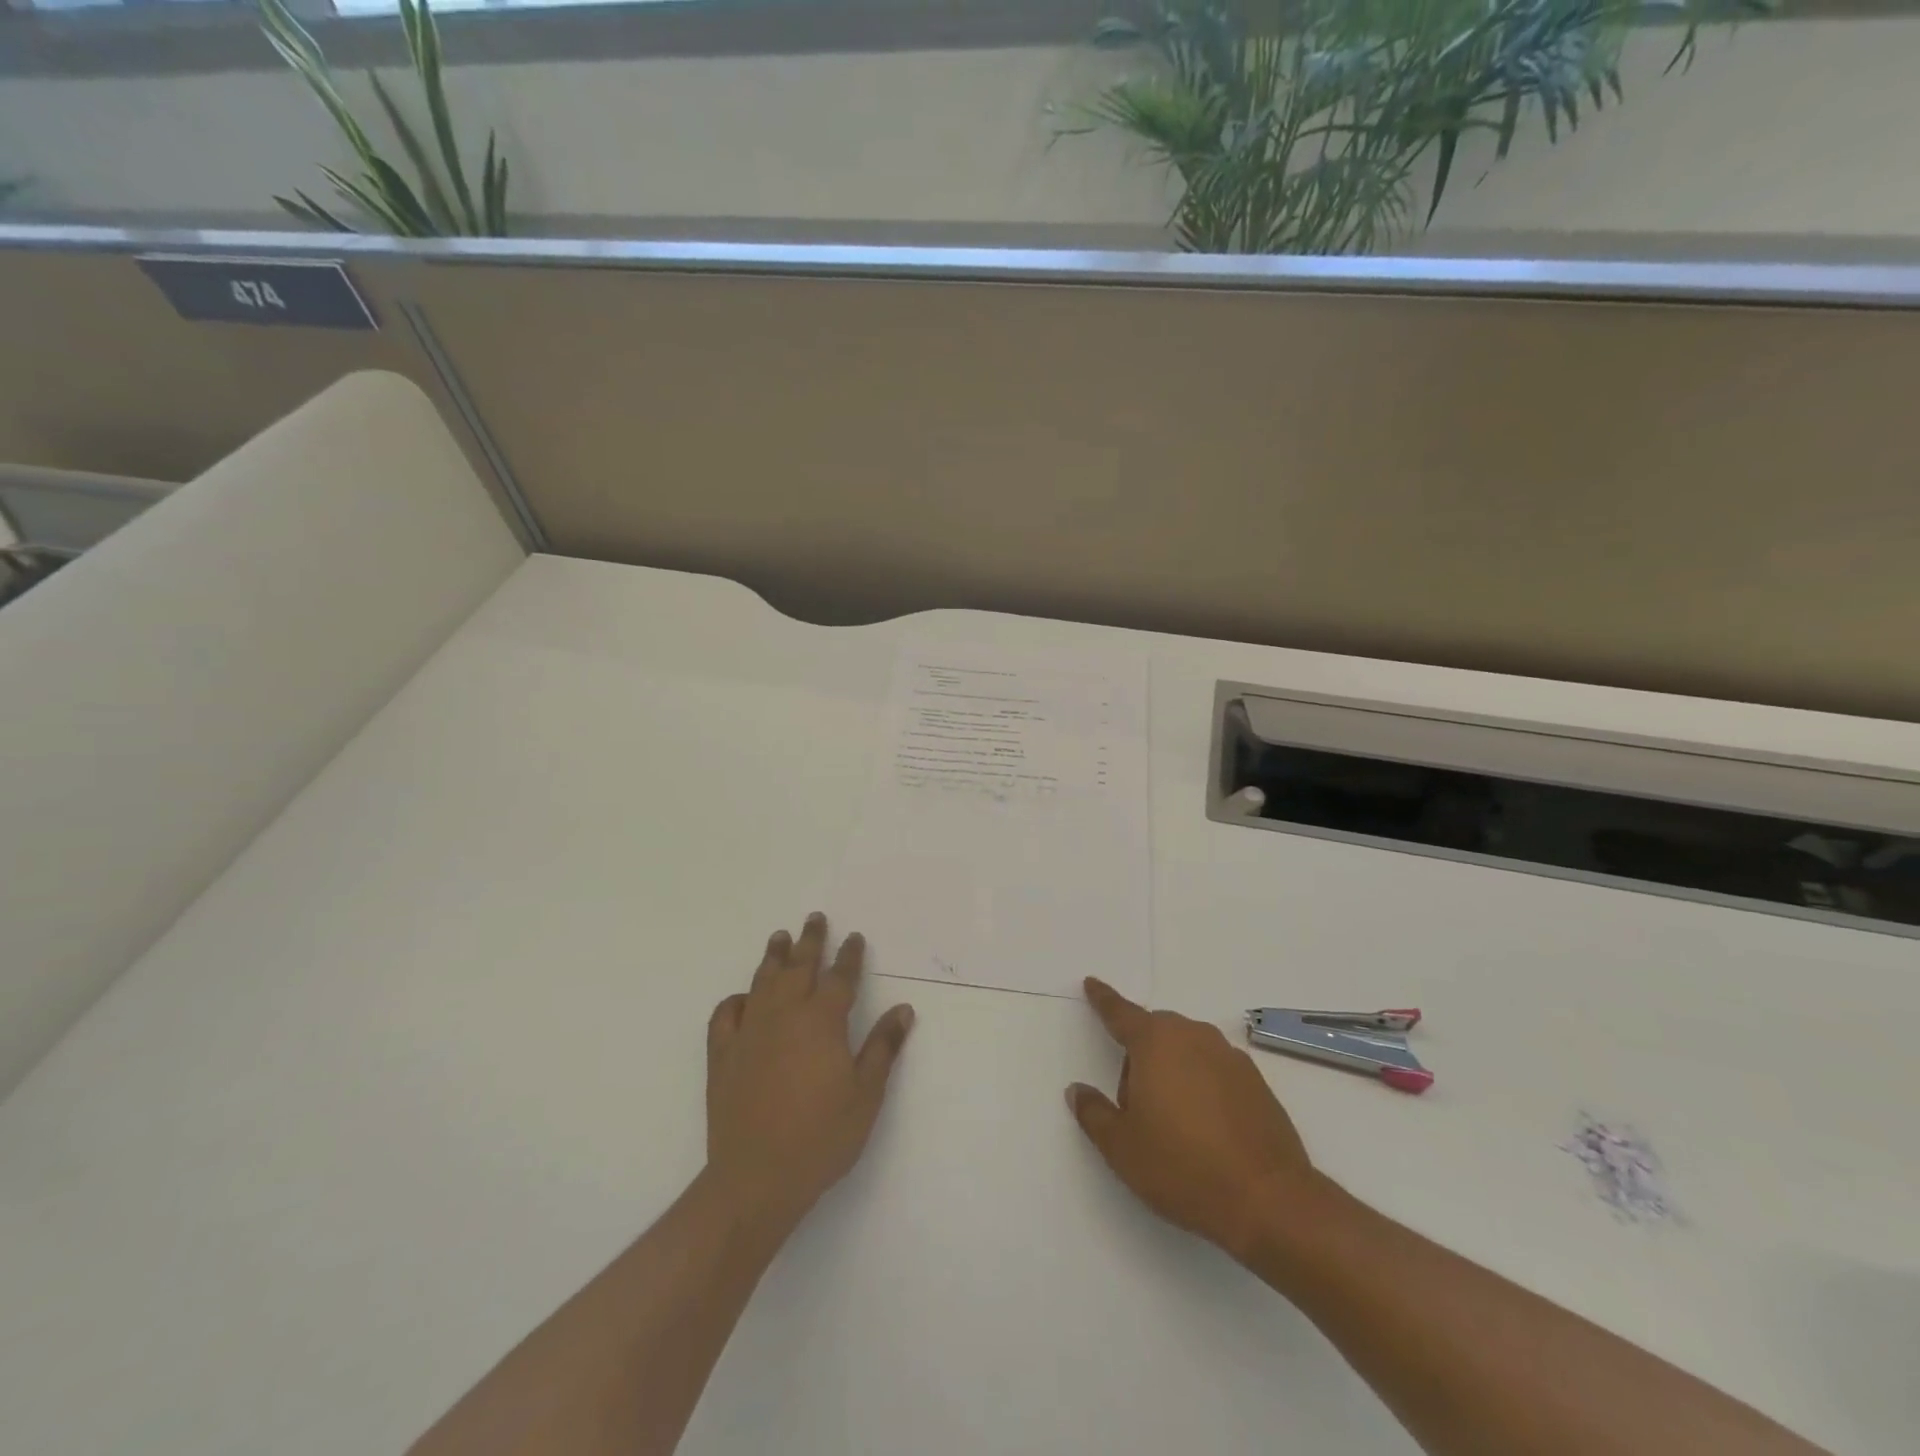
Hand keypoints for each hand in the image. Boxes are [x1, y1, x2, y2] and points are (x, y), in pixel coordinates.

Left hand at [705, 913, 915, 1231]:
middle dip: (811, 941)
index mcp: (822, 1021)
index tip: (854, 937)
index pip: (840, 977)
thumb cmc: (822, 1137)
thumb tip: (903, 1008)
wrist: (756, 1178)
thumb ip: (883, 1047)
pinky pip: (726, 1015)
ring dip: (773, 957)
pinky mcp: (723, 1055)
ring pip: (763, 982)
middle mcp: (784, 1015)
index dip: (849, 956)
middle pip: (799, 967)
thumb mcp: (866, 1094)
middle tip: (815, 918)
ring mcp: (750, 1032)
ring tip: (780, 937)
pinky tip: (742, 997)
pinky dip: (735, 1000)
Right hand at [1066, 977, 1320, 1262]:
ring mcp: (1229, 1057)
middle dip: (1140, 1057)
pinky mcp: (1257, 1082)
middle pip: (1156, 1033)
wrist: (1268, 1200)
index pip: (1120, 1013)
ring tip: (1173, 1123)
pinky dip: (1203, 1086)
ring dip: (1173, 1071)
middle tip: (1136, 1105)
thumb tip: (1078, 1090)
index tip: (1091, 983)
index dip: (1103, 999)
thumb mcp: (1121, 1147)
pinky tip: (1206, 1129)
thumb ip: (1093, 1113)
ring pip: (1187, 1050)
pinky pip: (1215, 1070)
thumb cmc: (1182, 1168)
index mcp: (1155, 1043)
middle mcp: (1193, 1037)